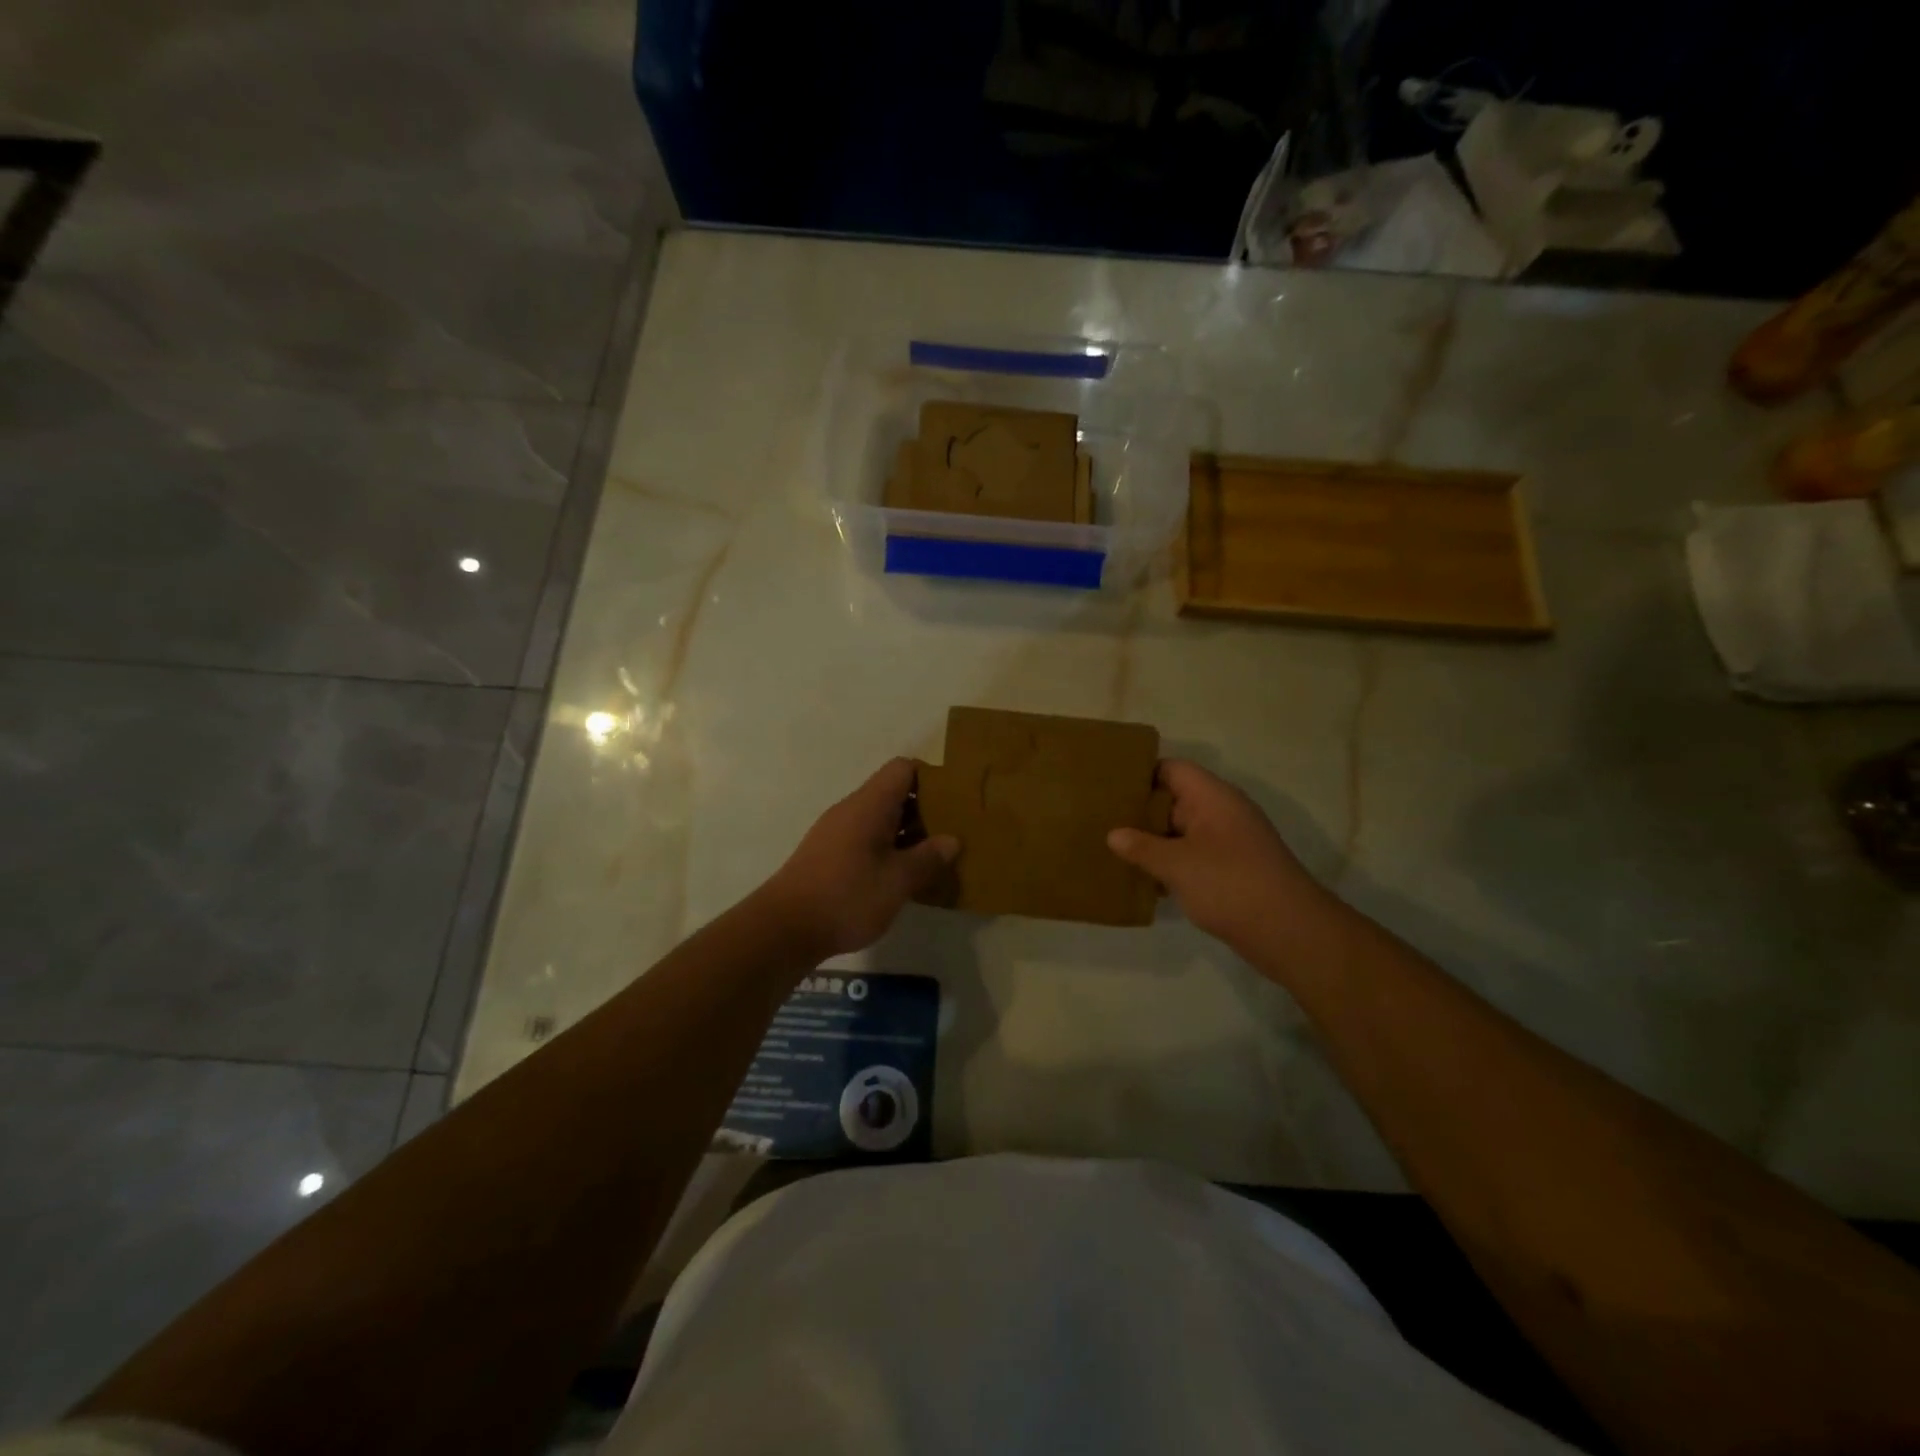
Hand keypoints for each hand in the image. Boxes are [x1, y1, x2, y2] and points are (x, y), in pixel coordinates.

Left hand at [759, 758, 958, 962]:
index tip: (954, 802)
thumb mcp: (898, 881)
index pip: (903, 769)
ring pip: (880, 818)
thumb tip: (952, 840)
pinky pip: (866, 838)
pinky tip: (902, 876)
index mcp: (870, 805)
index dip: (931, 778)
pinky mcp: (828, 854)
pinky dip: (888, 849)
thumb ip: (928, 858)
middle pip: (893, 792)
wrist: (785, 928)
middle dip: (925, 809)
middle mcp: (852, 809)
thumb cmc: (847, 897)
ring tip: (934, 858)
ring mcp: (837, 832)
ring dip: (907, 833)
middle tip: (952, 833)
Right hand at [1107, 760, 1321, 951]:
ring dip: (1153, 840)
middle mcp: (1222, 812)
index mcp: (1213, 797)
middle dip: (1140, 810)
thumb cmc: (1230, 885)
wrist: (1290, 932)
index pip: (1172, 769)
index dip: (1141, 773)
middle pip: (1175, 799)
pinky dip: (1170, 862)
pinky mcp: (1231, 869)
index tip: (1107, 786)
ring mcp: (1229, 842)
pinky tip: (1143, 878)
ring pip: (1182, 830)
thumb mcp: (1177, 865)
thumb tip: (1113, 834)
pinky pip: (1192, 854)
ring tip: (1113, 848)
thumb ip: (1142, 847)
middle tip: (1101, 819)